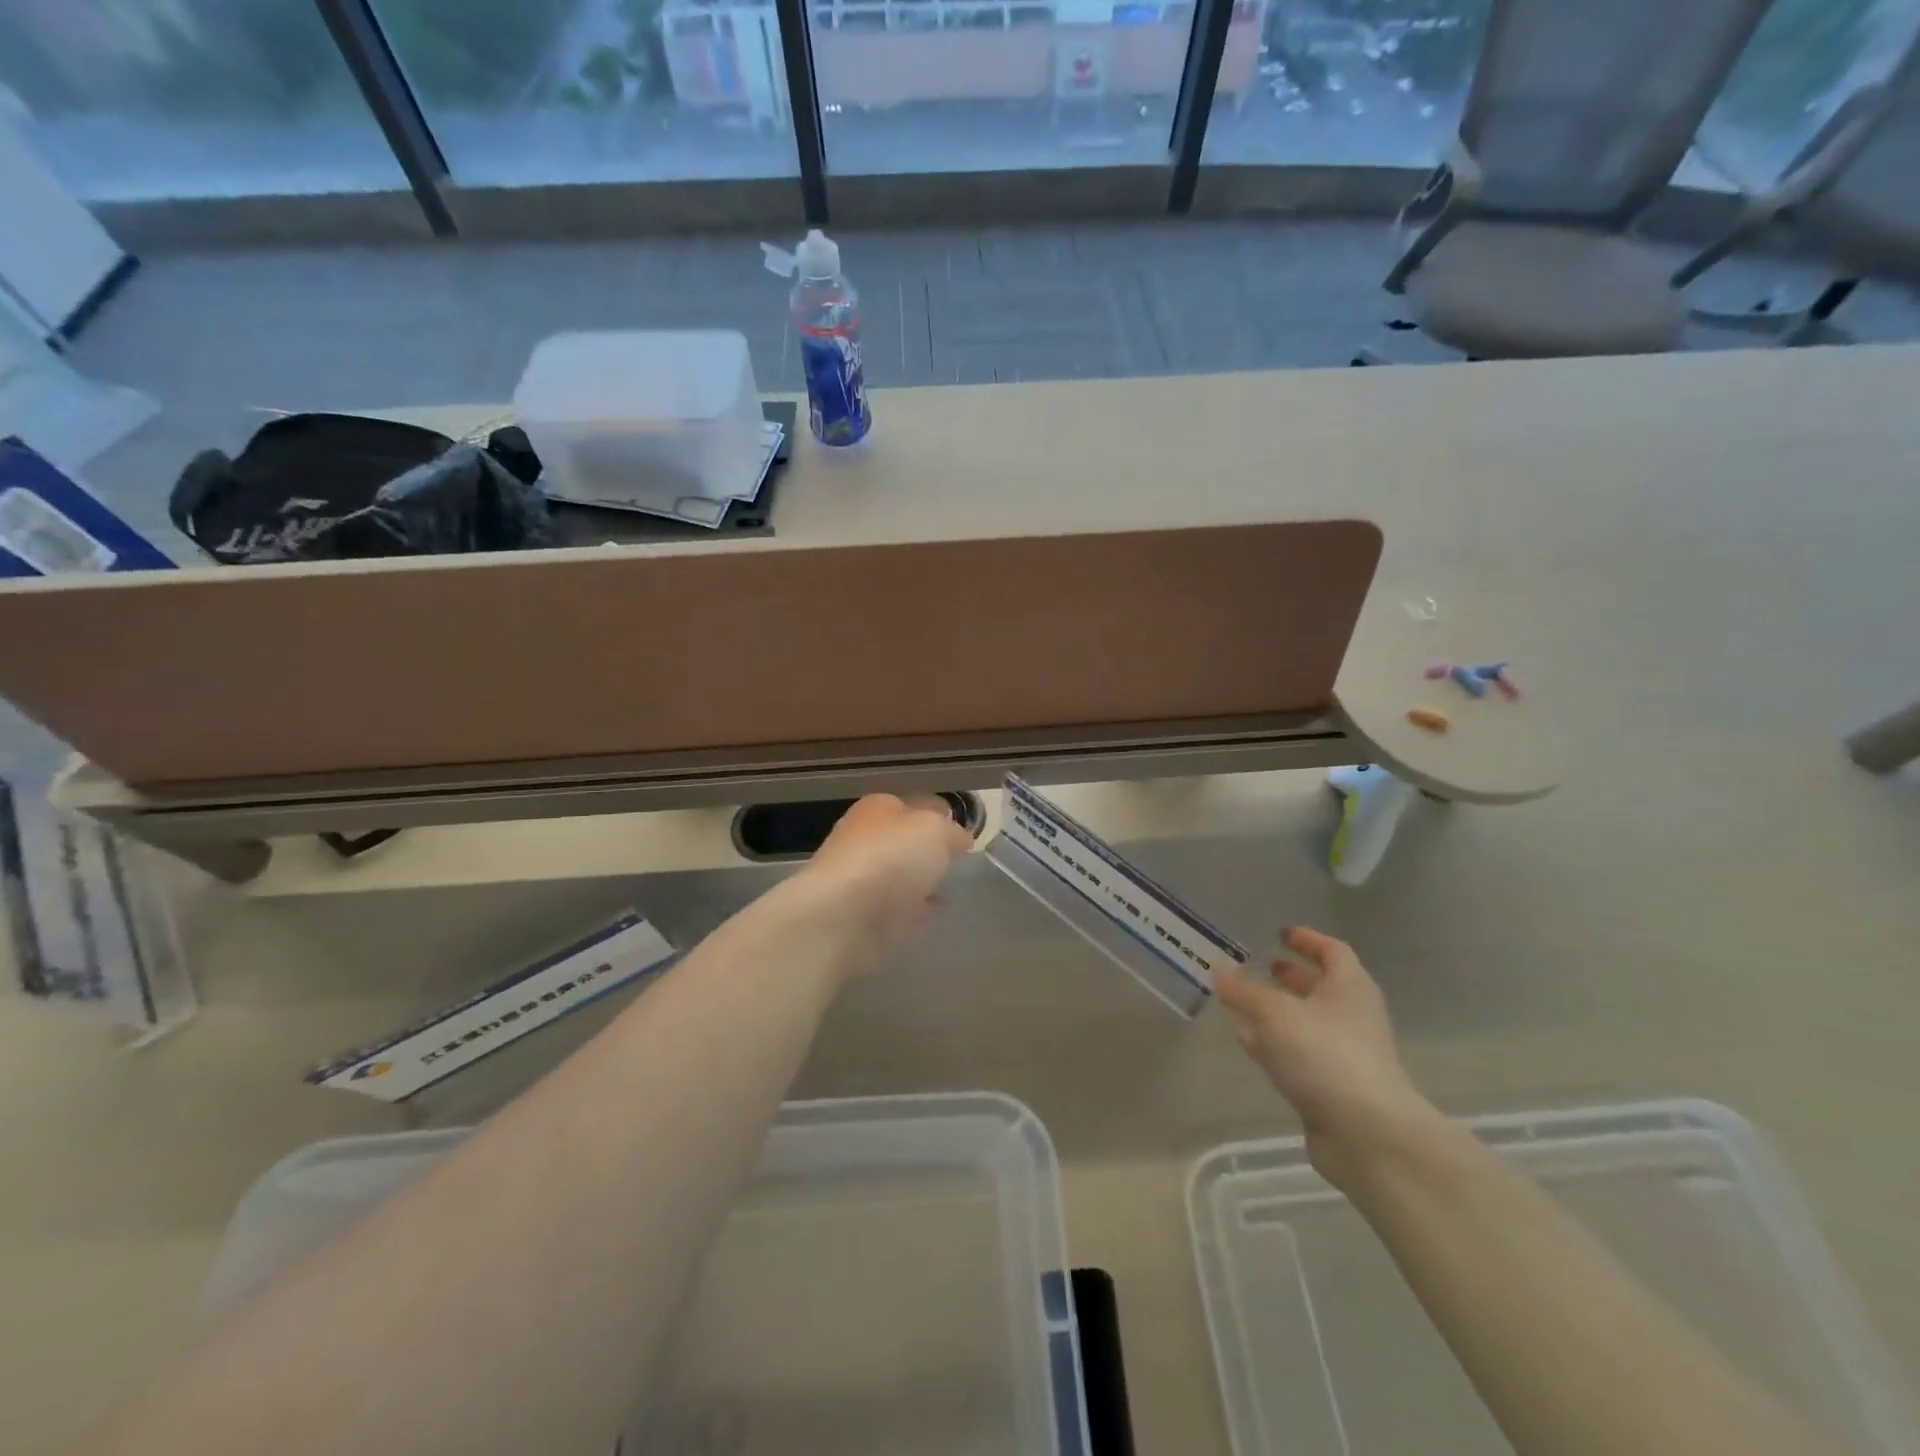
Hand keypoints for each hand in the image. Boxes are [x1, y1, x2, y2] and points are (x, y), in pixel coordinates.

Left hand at [779, 794, 973, 979]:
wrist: (842, 916)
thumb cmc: (889, 858)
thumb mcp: (935, 830)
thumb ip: (952, 832)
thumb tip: (958, 839)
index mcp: (879, 808)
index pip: (917, 804)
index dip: (942, 815)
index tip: (966, 832)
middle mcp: (866, 838)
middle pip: (905, 840)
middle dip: (929, 848)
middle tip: (959, 861)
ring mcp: (862, 879)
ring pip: (900, 873)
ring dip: (921, 879)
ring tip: (951, 886)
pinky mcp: (862, 916)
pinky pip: (898, 908)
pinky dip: (915, 909)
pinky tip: (934, 913)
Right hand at [1215, 927, 1443, 1189]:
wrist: (1368, 1135)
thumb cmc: (1325, 1055)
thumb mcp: (1274, 1014)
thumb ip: (1244, 989)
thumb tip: (1218, 966)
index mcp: (1349, 988)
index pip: (1333, 951)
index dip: (1308, 940)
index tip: (1282, 933)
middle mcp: (1352, 1016)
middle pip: (1323, 987)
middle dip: (1293, 975)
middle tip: (1263, 965)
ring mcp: (1345, 1054)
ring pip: (1308, 1021)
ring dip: (1280, 1010)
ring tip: (1245, 1001)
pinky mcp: (1333, 1086)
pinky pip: (1300, 1053)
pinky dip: (1274, 1042)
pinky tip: (1247, 1040)